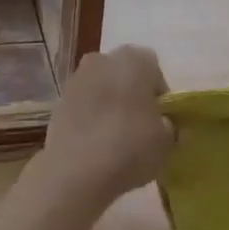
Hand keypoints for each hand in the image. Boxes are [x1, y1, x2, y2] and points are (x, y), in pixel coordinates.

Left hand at [33, 45, 172, 212]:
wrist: (75, 170)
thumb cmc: (129, 147)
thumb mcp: (166, 141)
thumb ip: (169, 126)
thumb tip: (163, 124)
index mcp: (134, 59)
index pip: (154, 68)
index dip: (159, 94)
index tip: (160, 119)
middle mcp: (103, 59)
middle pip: (125, 74)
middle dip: (133, 95)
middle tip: (140, 127)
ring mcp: (77, 78)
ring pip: (102, 87)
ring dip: (110, 104)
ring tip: (116, 139)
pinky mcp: (59, 100)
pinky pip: (84, 104)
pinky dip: (90, 117)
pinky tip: (95, 144)